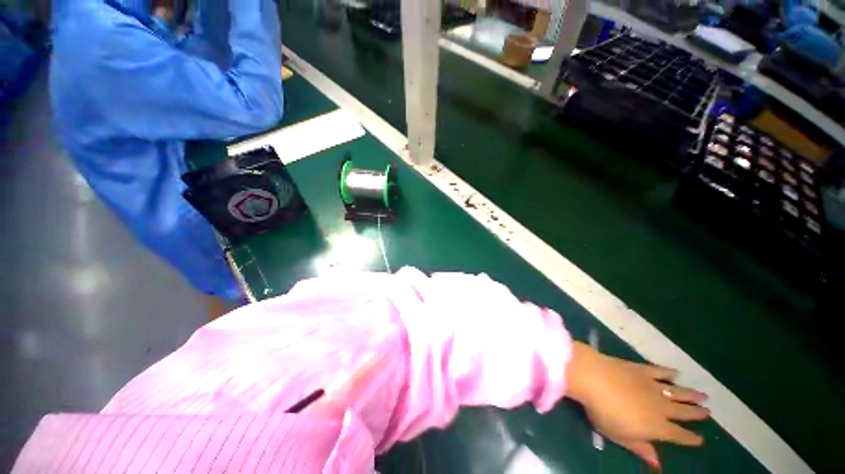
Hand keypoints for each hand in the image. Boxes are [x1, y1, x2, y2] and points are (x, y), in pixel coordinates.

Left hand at [565, 342, 708, 469]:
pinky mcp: (641, 369)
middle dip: (696, 413)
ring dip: (691, 394)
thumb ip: (640, 448)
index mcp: (656, 427)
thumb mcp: (619, 437)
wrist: (594, 379)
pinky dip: (669, 372)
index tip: (701, 439)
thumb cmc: (604, 412)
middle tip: (709, 412)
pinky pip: (660, 371)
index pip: (678, 435)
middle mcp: (660, 407)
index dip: (690, 438)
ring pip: (677, 392)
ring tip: (704, 395)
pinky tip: (676, 373)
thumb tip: (658, 463)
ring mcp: (652, 386)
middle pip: (682, 412)